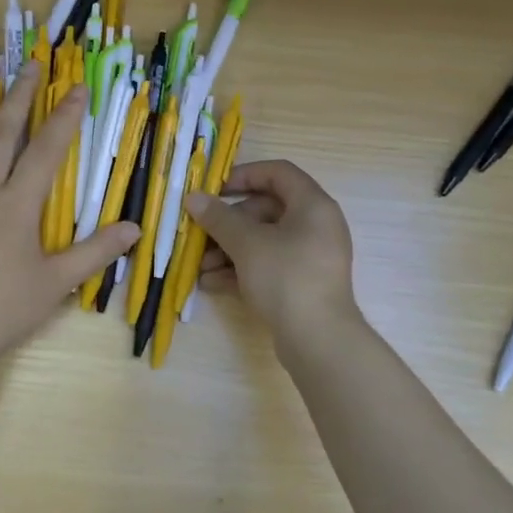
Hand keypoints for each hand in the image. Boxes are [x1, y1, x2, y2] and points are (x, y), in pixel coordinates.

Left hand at [0, 70, 138, 370]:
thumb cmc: (4, 310)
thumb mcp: (57, 283)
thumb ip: (96, 252)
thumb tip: (135, 228)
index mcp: (17, 206)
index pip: (46, 151)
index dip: (65, 117)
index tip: (77, 87)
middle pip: (2, 135)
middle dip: (19, 97)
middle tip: (29, 64)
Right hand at [185, 160, 360, 349]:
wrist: (318, 339)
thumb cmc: (285, 277)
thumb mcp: (247, 244)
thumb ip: (219, 218)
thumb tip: (194, 198)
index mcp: (313, 205)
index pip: (278, 173)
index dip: (245, 175)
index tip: (215, 190)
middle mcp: (316, 226)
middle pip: (267, 210)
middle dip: (229, 223)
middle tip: (201, 234)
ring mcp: (310, 257)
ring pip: (264, 241)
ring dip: (229, 250)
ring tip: (201, 267)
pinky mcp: (303, 284)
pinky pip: (269, 266)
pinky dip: (242, 270)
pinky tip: (211, 284)